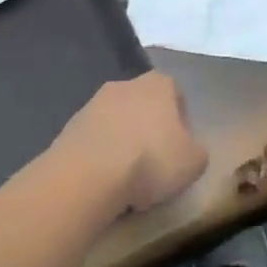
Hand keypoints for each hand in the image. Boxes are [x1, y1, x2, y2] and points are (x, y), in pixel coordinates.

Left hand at [54, 72, 207, 214]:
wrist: (87, 176)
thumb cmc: (150, 161)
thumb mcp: (194, 162)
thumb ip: (197, 151)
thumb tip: (190, 151)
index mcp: (159, 84)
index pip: (176, 94)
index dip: (181, 121)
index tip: (180, 148)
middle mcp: (125, 85)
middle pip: (144, 105)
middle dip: (149, 129)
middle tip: (155, 162)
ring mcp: (92, 104)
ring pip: (117, 122)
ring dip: (123, 143)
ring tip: (127, 178)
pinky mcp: (68, 127)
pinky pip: (94, 140)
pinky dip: (100, 156)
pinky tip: (103, 182)